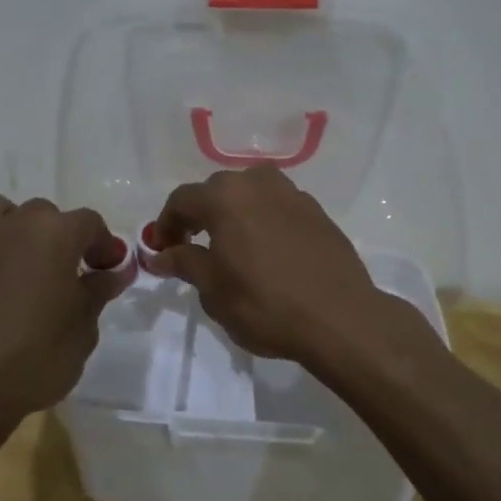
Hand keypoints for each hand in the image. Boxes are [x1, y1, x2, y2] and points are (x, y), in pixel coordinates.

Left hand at [0, 196, 127, 426]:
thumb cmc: (35, 357)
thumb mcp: (83, 330)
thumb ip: (98, 292)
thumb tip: (114, 271)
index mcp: (56, 234)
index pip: (90, 223)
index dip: (103, 245)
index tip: (106, 271)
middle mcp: (14, 224)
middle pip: (44, 213)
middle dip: (60, 237)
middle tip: (66, 274)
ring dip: (15, 228)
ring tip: (21, 263)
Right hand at [150, 165, 411, 364]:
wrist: (339, 318)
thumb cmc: (265, 304)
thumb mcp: (213, 289)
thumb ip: (184, 263)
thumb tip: (161, 254)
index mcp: (225, 197)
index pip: (182, 200)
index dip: (166, 224)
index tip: (161, 249)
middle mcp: (258, 183)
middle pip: (216, 191)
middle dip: (198, 216)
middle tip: (191, 247)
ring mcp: (292, 194)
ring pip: (250, 195)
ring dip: (233, 214)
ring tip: (230, 247)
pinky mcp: (317, 212)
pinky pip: (277, 207)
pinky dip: (262, 221)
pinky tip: (265, 251)